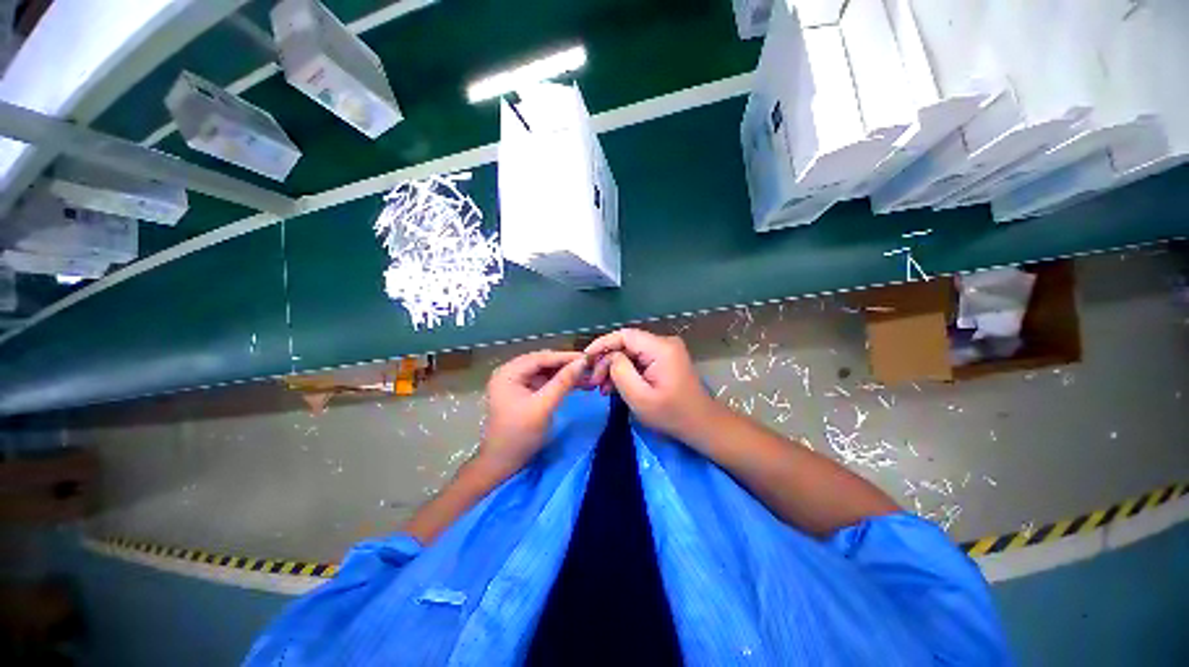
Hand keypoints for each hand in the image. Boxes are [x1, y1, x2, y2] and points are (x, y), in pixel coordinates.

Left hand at [479, 350, 587, 477]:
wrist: (502, 464)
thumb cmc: (519, 435)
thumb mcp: (543, 407)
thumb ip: (563, 382)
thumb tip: (582, 362)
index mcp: (508, 373)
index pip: (540, 357)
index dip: (564, 356)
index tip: (587, 357)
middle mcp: (510, 373)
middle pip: (543, 362)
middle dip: (565, 365)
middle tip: (588, 366)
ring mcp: (516, 383)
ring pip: (545, 371)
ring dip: (564, 374)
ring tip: (587, 375)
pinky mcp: (523, 392)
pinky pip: (544, 381)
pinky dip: (559, 383)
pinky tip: (576, 384)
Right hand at [584, 328, 719, 441]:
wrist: (702, 425)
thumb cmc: (671, 414)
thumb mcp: (640, 397)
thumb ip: (621, 372)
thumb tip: (610, 357)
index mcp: (661, 348)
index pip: (625, 335)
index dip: (602, 344)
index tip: (585, 359)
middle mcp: (664, 343)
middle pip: (627, 344)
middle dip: (607, 360)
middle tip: (594, 382)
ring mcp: (666, 351)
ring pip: (631, 352)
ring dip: (614, 368)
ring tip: (602, 388)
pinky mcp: (665, 360)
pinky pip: (639, 360)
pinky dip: (626, 371)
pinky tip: (615, 387)